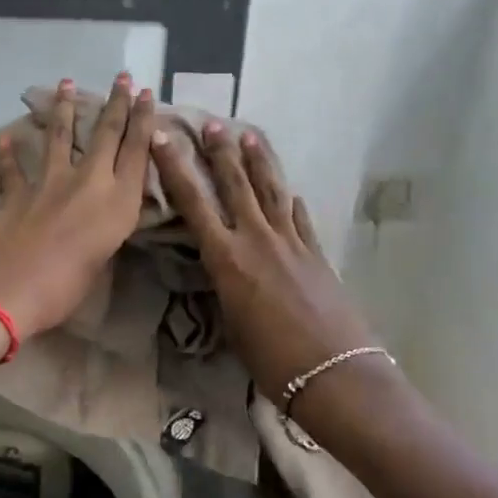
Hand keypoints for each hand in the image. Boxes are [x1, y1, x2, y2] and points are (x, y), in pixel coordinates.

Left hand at [0, 76, 155, 336]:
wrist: (5, 293)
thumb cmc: (63, 290)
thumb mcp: (101, 262)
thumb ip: (105, 232)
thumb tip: (102, 217)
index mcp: (117, 204)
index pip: (137, 152)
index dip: (143, 120)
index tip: (146, 94)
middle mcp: (88, 183)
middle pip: (106, 134)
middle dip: (117, 103)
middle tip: (123, 77)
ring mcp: (49, 183)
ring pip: (61, 137)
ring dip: (64, 108)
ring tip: (66, 83)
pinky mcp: (17, 192)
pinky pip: (13, 168)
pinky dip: (8, 154)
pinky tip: (4, 139)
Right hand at [150, 120, 377, 407]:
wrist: (334, 372)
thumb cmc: (271, 360)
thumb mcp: (232, 322)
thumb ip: (226, 286)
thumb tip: (224, 269)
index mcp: (226, 258)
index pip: (193, 203)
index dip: (175, 168)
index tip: (163, 138)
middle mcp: (257, 239)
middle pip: (235, 185)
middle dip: (221, 152)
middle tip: (213, 124)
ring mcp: (291, 242)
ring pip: (270, 192)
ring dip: (258, 162)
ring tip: (250, 135)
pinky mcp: (316, 253)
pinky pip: (299, 218)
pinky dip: (291, 202)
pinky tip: (291, 192)